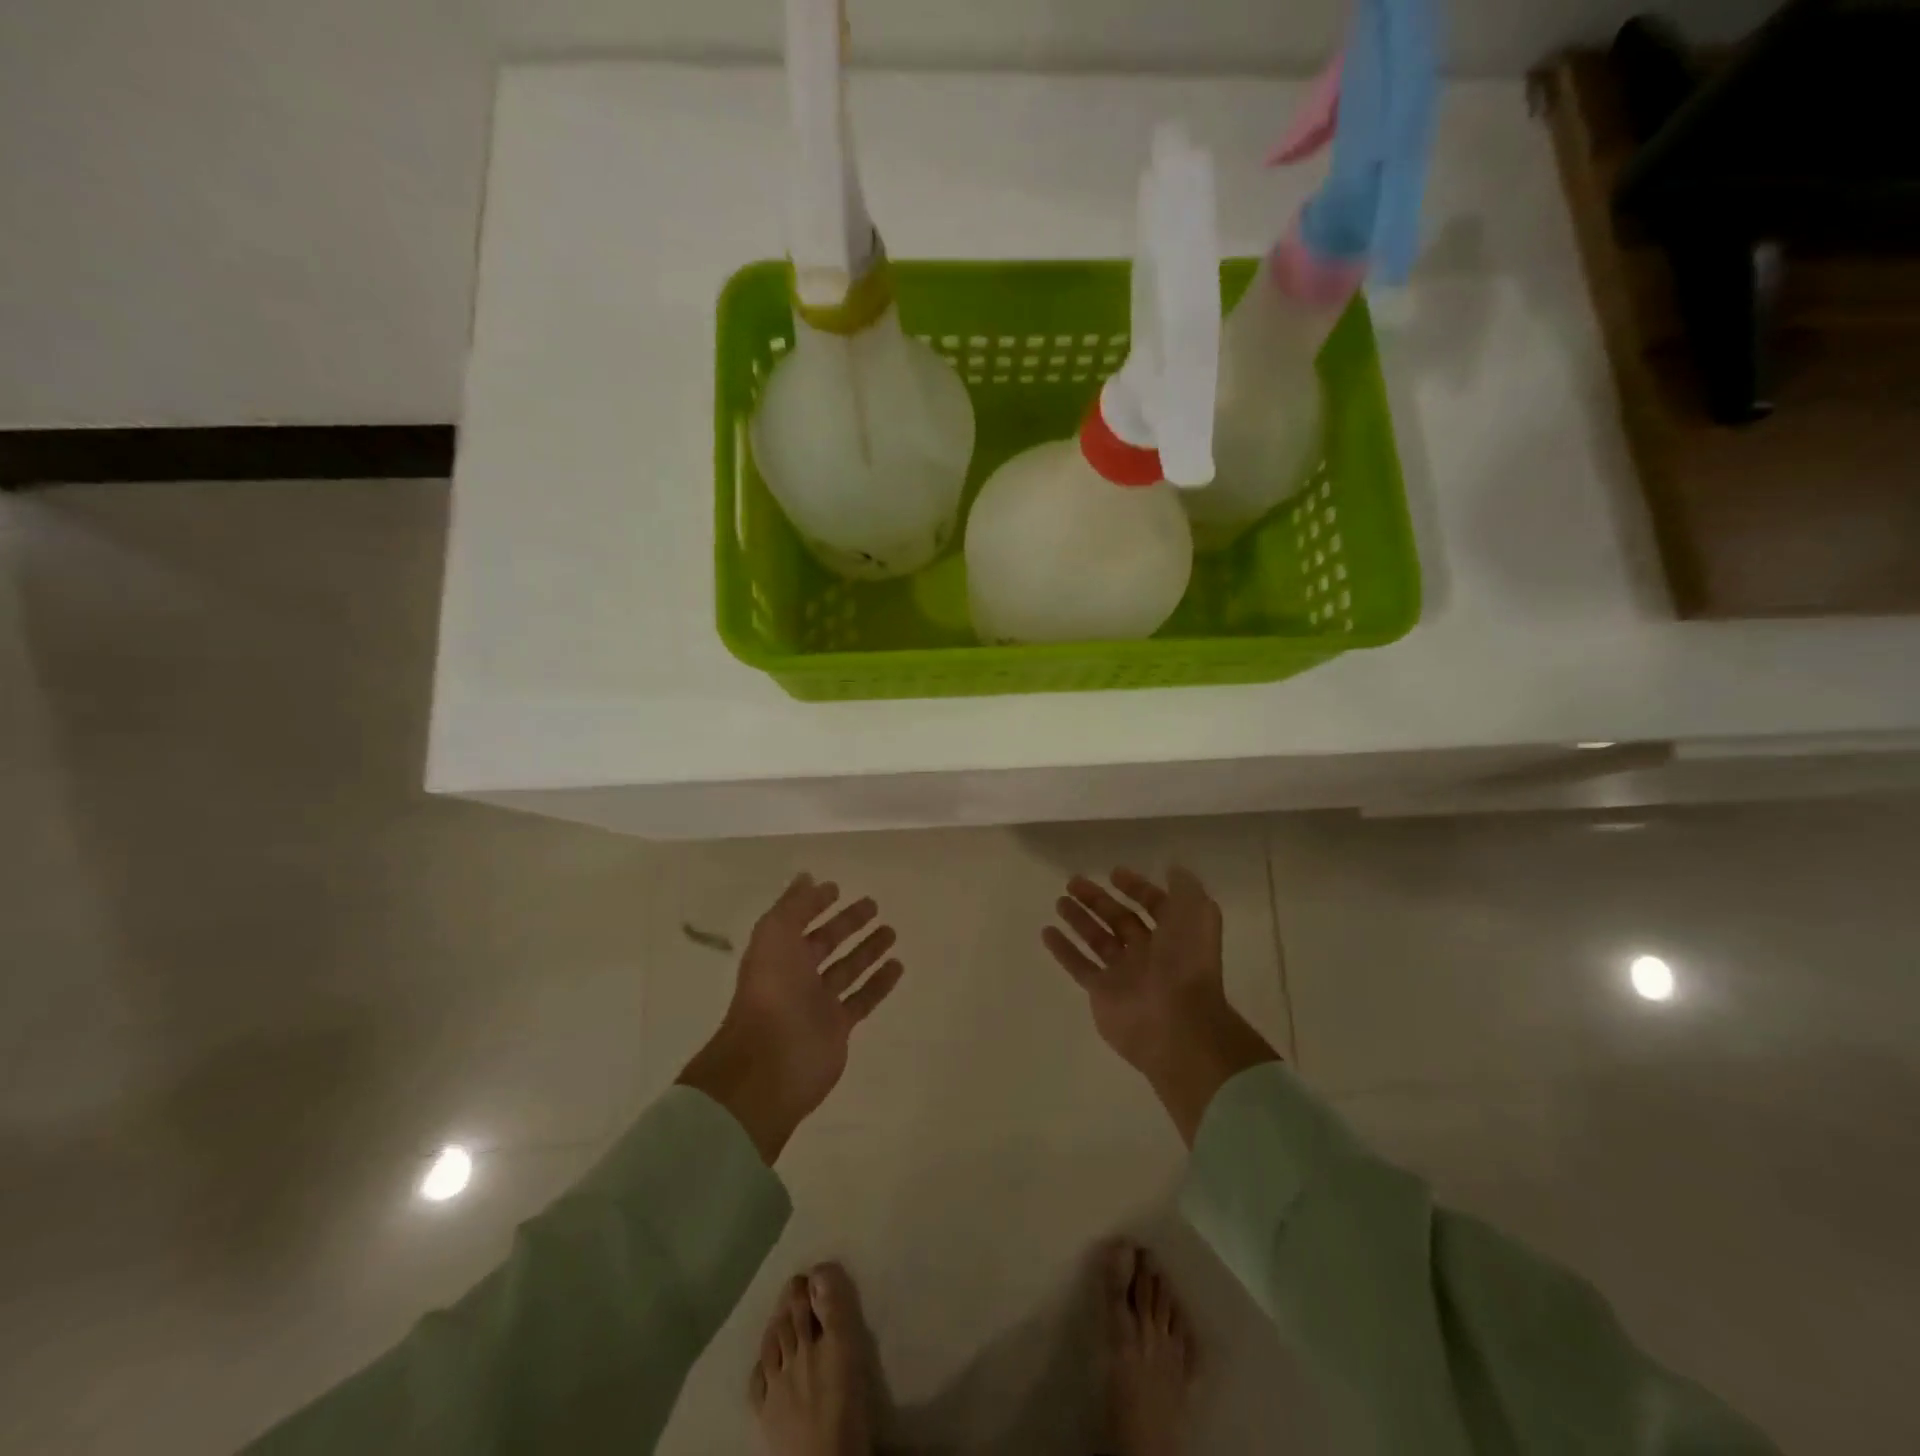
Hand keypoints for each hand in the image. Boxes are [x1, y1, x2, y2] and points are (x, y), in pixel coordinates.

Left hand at [679, 874, 904, 1162]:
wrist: (770, 1063)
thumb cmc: (772, 992)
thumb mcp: (775, 936)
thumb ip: (793, 906)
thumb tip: (808, 878)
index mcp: (776, 953)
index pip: (798, 921)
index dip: (814, 904)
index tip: (836, 888)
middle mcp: (796, 976)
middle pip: (825, 943)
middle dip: (846, 924)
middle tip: (872, 904)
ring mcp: (817, 1003)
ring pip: (847, 970)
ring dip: (867, 950)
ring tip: (891, 931)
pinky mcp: (838, 1027)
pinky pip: (862, 999)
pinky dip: (879, 983)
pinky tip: (897, 966)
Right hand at [1044, 867, 1276, 1144]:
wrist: (1176, 1024)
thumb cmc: (1186, 963)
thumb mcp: (1196, 913)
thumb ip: (1184, 888)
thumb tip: (1172, 868)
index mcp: (1174, 934)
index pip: (1154, 906)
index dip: (1137, 887)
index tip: (1113, 873)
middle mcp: (1150, 953)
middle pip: (1120, 920)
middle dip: (1098, 900)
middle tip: (1073, 881)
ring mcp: (1124, 974)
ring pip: (1098, 940)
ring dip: (1079, 919)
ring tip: (1059, 900)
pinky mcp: (1102, 993)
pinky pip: (1079, 965)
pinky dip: (1063, 949)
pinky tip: (1046, 931)